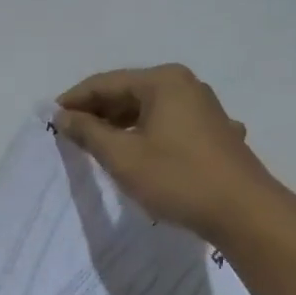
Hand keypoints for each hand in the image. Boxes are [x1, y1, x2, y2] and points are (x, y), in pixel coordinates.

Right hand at [54, 64, 287, 243]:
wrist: (244, 213)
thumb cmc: (178, 179)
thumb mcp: (123, 157)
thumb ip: (89, 132)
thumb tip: (64, 116)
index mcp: (163, 81)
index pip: (105, 83)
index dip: (75, 100)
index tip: (51, 119)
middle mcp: (186, 85)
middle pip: (129, 92)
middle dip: (98, 112)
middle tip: (70, 135)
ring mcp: (204, 108)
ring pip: (150, 110)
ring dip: (121, 125)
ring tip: (97, 146)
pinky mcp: (214, 132)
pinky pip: (169, 125)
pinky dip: (147, 135)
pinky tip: (138, 154)